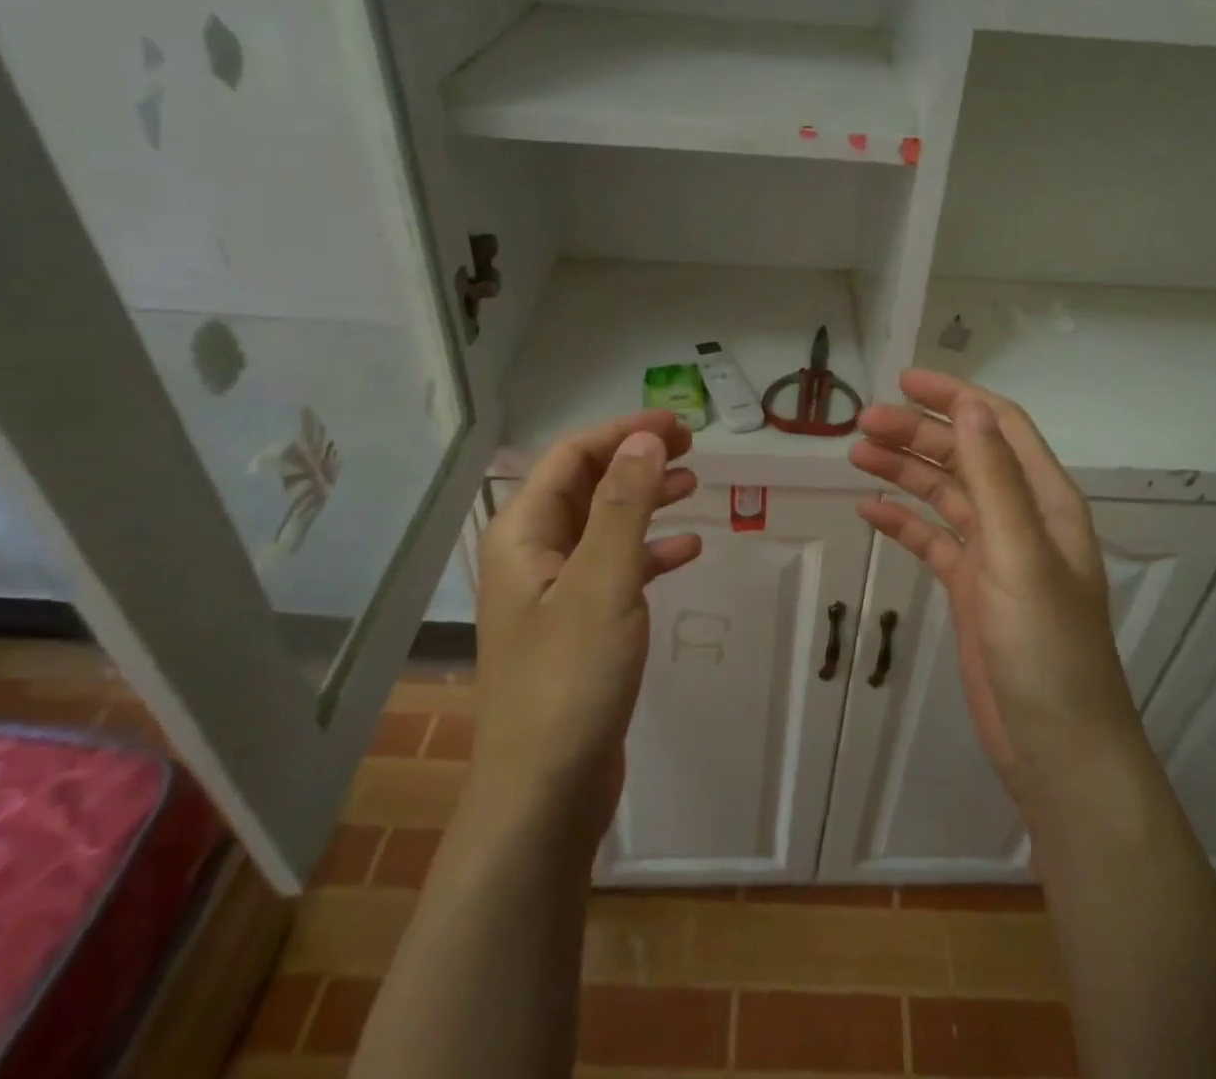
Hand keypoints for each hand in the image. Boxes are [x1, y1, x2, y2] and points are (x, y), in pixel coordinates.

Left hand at [471, 411, 701, 848]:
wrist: (546, 791)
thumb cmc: (570, 677)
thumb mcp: (603, 580)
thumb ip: (624, 504)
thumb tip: (645, 438)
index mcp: (522, 533)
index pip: (572, 456)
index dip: (623, 433)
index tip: (676, 425)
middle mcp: (532, 554)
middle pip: (587, 485)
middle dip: (636, 461)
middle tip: (691, 449)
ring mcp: (554, 592)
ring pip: (604, 525)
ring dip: (646, 501)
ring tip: (693, 485)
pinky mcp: (578, 627)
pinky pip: (616, 570)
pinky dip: (649, 553)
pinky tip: (687, 550)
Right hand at [850, 369, 1137, 807]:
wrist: (1056, 746)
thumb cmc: (1045, 647)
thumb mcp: (1019, 554)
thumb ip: (994, 478)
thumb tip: (969, 404)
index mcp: (1044, 500)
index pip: (998, 425)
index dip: (955, 396)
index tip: (903, 381)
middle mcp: (1020, 518)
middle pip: (964, 456)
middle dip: (916, 434)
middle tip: (862, 425)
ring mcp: (993, 554)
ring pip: (943, 495)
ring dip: (904, 471)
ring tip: (856, 454)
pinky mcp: (970, 588)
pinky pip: (931, 540)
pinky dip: (902, 521)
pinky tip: (869, 510)